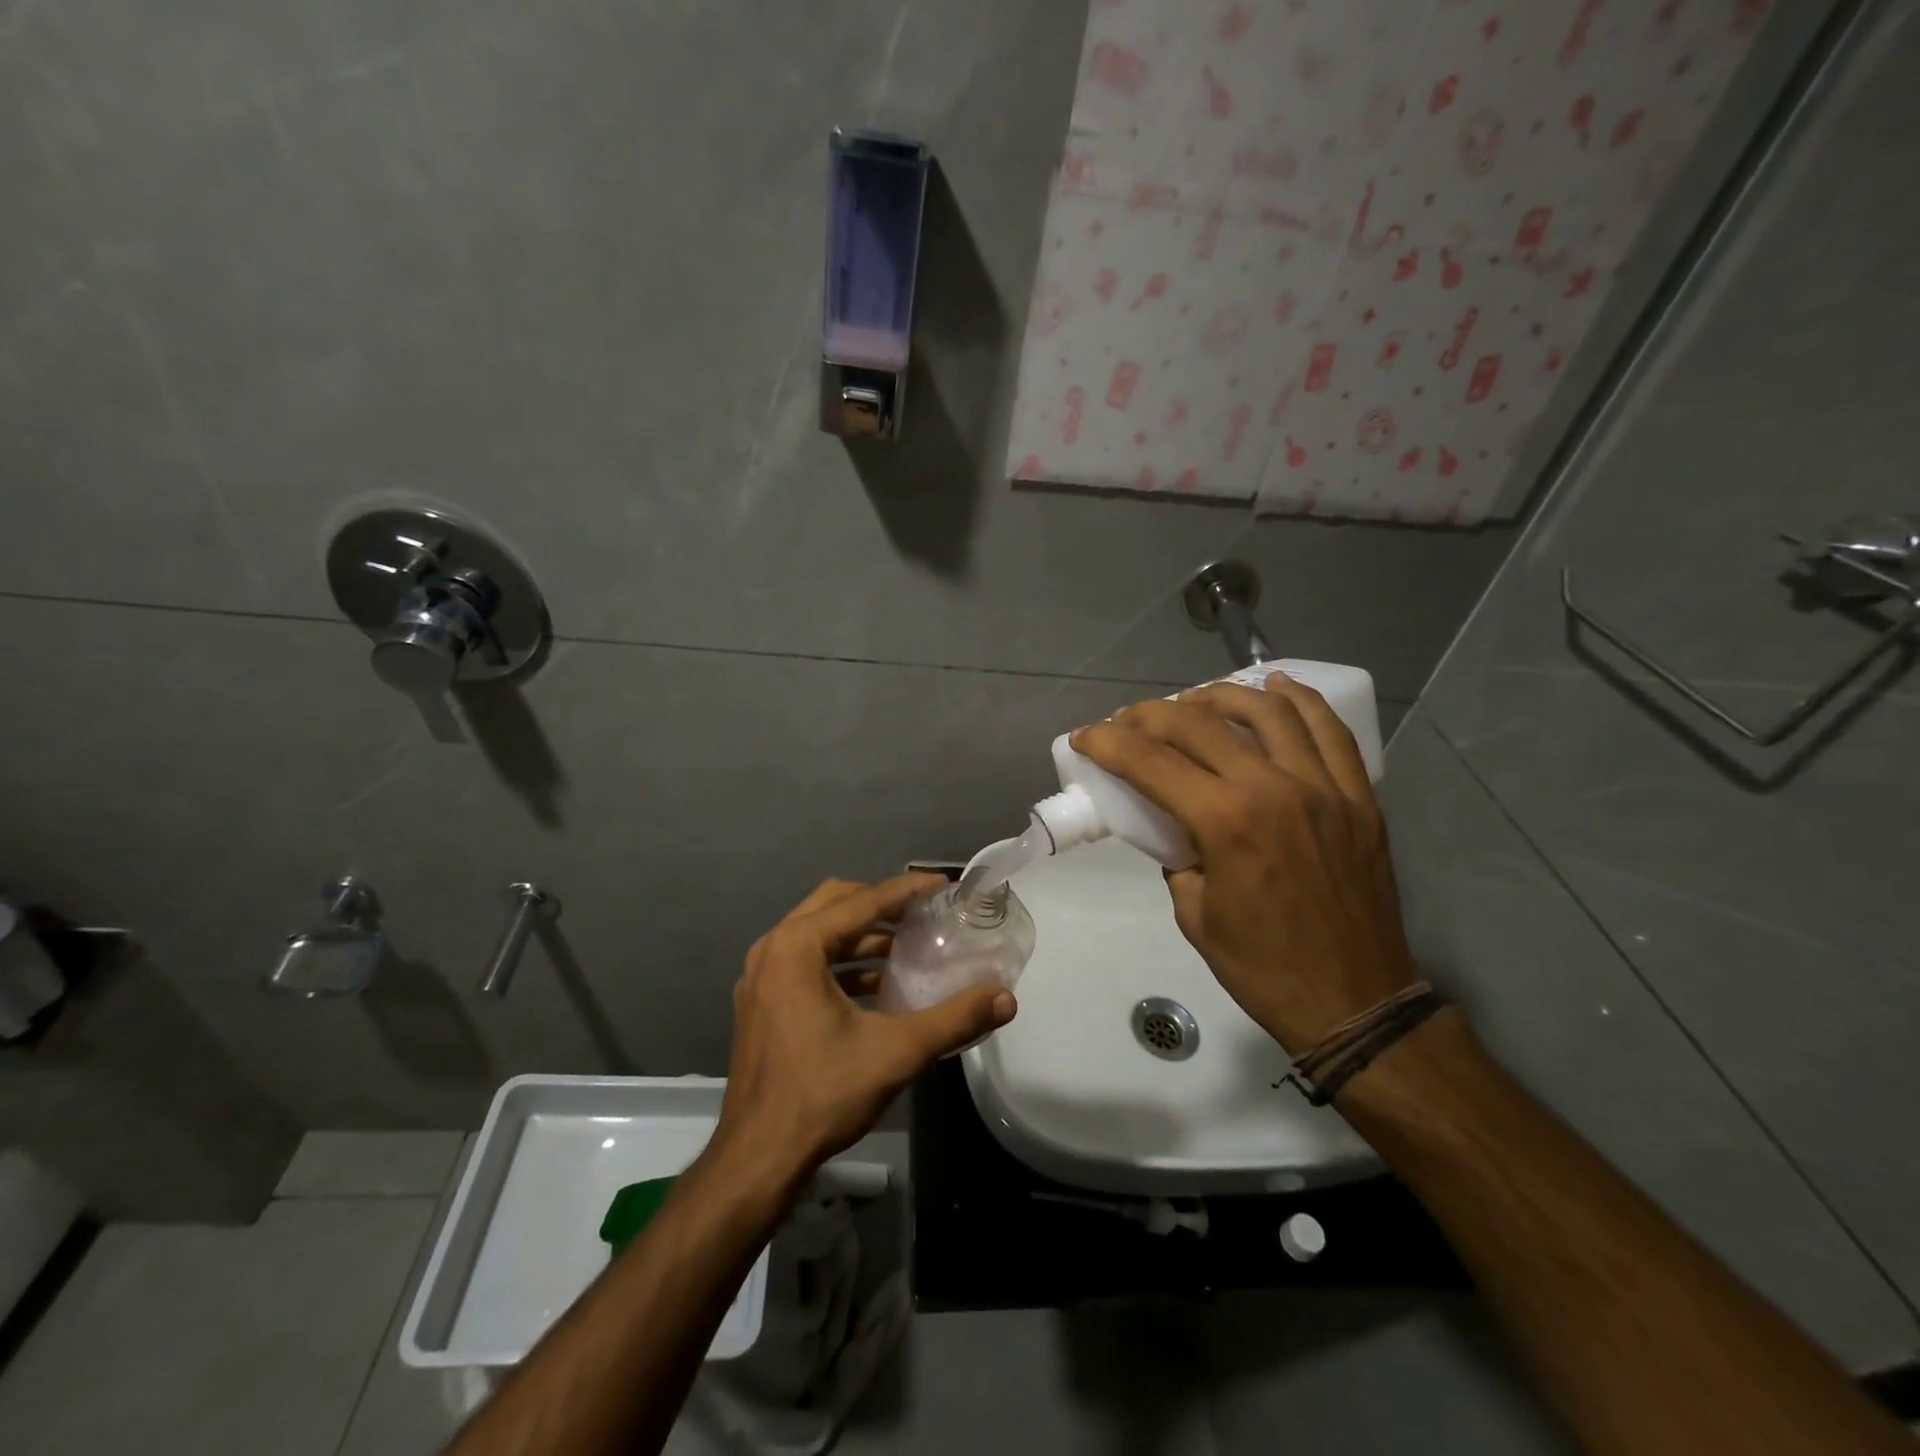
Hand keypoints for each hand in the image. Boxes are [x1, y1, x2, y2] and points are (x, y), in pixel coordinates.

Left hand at [714, 874, 1016, 1182]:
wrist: (757, 1158)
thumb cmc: (823, 1094)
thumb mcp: (896, 1052)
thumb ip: (954, 1019)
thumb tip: (1006, 998)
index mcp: (797, 946)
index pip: (861, 901)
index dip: (906, 889)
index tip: (942, 884)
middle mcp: (773, 949)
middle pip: (835, 903)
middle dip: (880, 903)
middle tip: (922, 912)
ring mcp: (762, 976)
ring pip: (818, 932)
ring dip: (862, 934)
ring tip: (907, 947)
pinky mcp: (762, 1001)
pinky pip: (806, 960)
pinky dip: (842, 961)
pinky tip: (877, 985)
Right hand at [1070, 675, 1415, 1052]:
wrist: (1355, 1002)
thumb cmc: (1262, 968)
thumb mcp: (1194, 913)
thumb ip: (1176, 855)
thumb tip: (1172, 821)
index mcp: (1226, 823)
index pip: (1151, 762)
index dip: (1108, 742)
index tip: (1085, 736)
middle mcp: (1274, 789)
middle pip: (1200, 724)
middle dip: (1150, 715)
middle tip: (1128, 722)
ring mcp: (1324, 787)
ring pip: (1267, 712)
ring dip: (1219, 696)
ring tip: (1193, 701)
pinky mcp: (1359, 796)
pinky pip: (1330, 731)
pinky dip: (1300, 701)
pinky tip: (1275, 687)